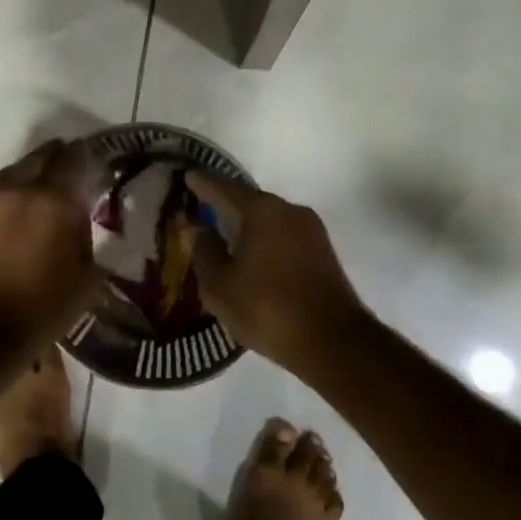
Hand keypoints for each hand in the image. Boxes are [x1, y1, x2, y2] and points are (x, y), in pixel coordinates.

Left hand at [0, 140, 97, 353]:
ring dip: (32, 174)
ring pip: (14, 171)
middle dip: (58, 158)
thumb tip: (82, 215)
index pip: (73, 158)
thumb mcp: (85, 276)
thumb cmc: (42, 309)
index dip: (87, 156)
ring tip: (45, 192)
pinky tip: (20, 214)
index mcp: (51, 200)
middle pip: (40, 156)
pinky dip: (12, 195)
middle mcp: (17, 190)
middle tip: (72, 173)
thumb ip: (86, 235)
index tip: (95, 165)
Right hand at [187, 172, 367, 373]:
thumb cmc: (266, 308)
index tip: (188, 176)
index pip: (224, 189)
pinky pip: (284, 235)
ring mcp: (312, 231)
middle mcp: (289, 211)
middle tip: (202, 204)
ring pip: (270, 218)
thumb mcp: (219, 285)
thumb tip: (201, 230)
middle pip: (250, 200)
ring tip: (224, 229)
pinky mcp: (323, 253)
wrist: (332, 343)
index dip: (203, 184)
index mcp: (261, 211)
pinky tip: (251, 251)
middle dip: (226, 202)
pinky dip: (264, 238)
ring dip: (247, 222)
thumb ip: (205, 252)